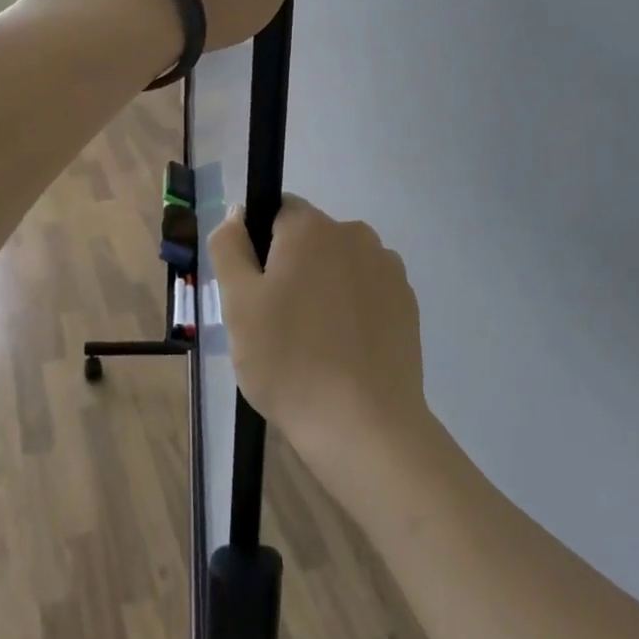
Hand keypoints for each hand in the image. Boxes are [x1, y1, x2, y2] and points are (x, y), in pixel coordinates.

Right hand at [210, 196, 427, 471]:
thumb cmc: (288, 359)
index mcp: (311, 227)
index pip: (276, 212)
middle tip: (276, 323)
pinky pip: (367, 292)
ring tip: (312, 343)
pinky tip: (343, 352)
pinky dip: (353, 310)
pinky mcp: (408, 304)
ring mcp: (388, 268)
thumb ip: (230, 246)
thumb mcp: (237, 303)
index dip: (260, 247)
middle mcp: (355, 234)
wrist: (364, 426)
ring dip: (324, 288)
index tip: (255, 292)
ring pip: (340, 266)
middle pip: (310, 239)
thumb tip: (238, 213)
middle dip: (292, 268)